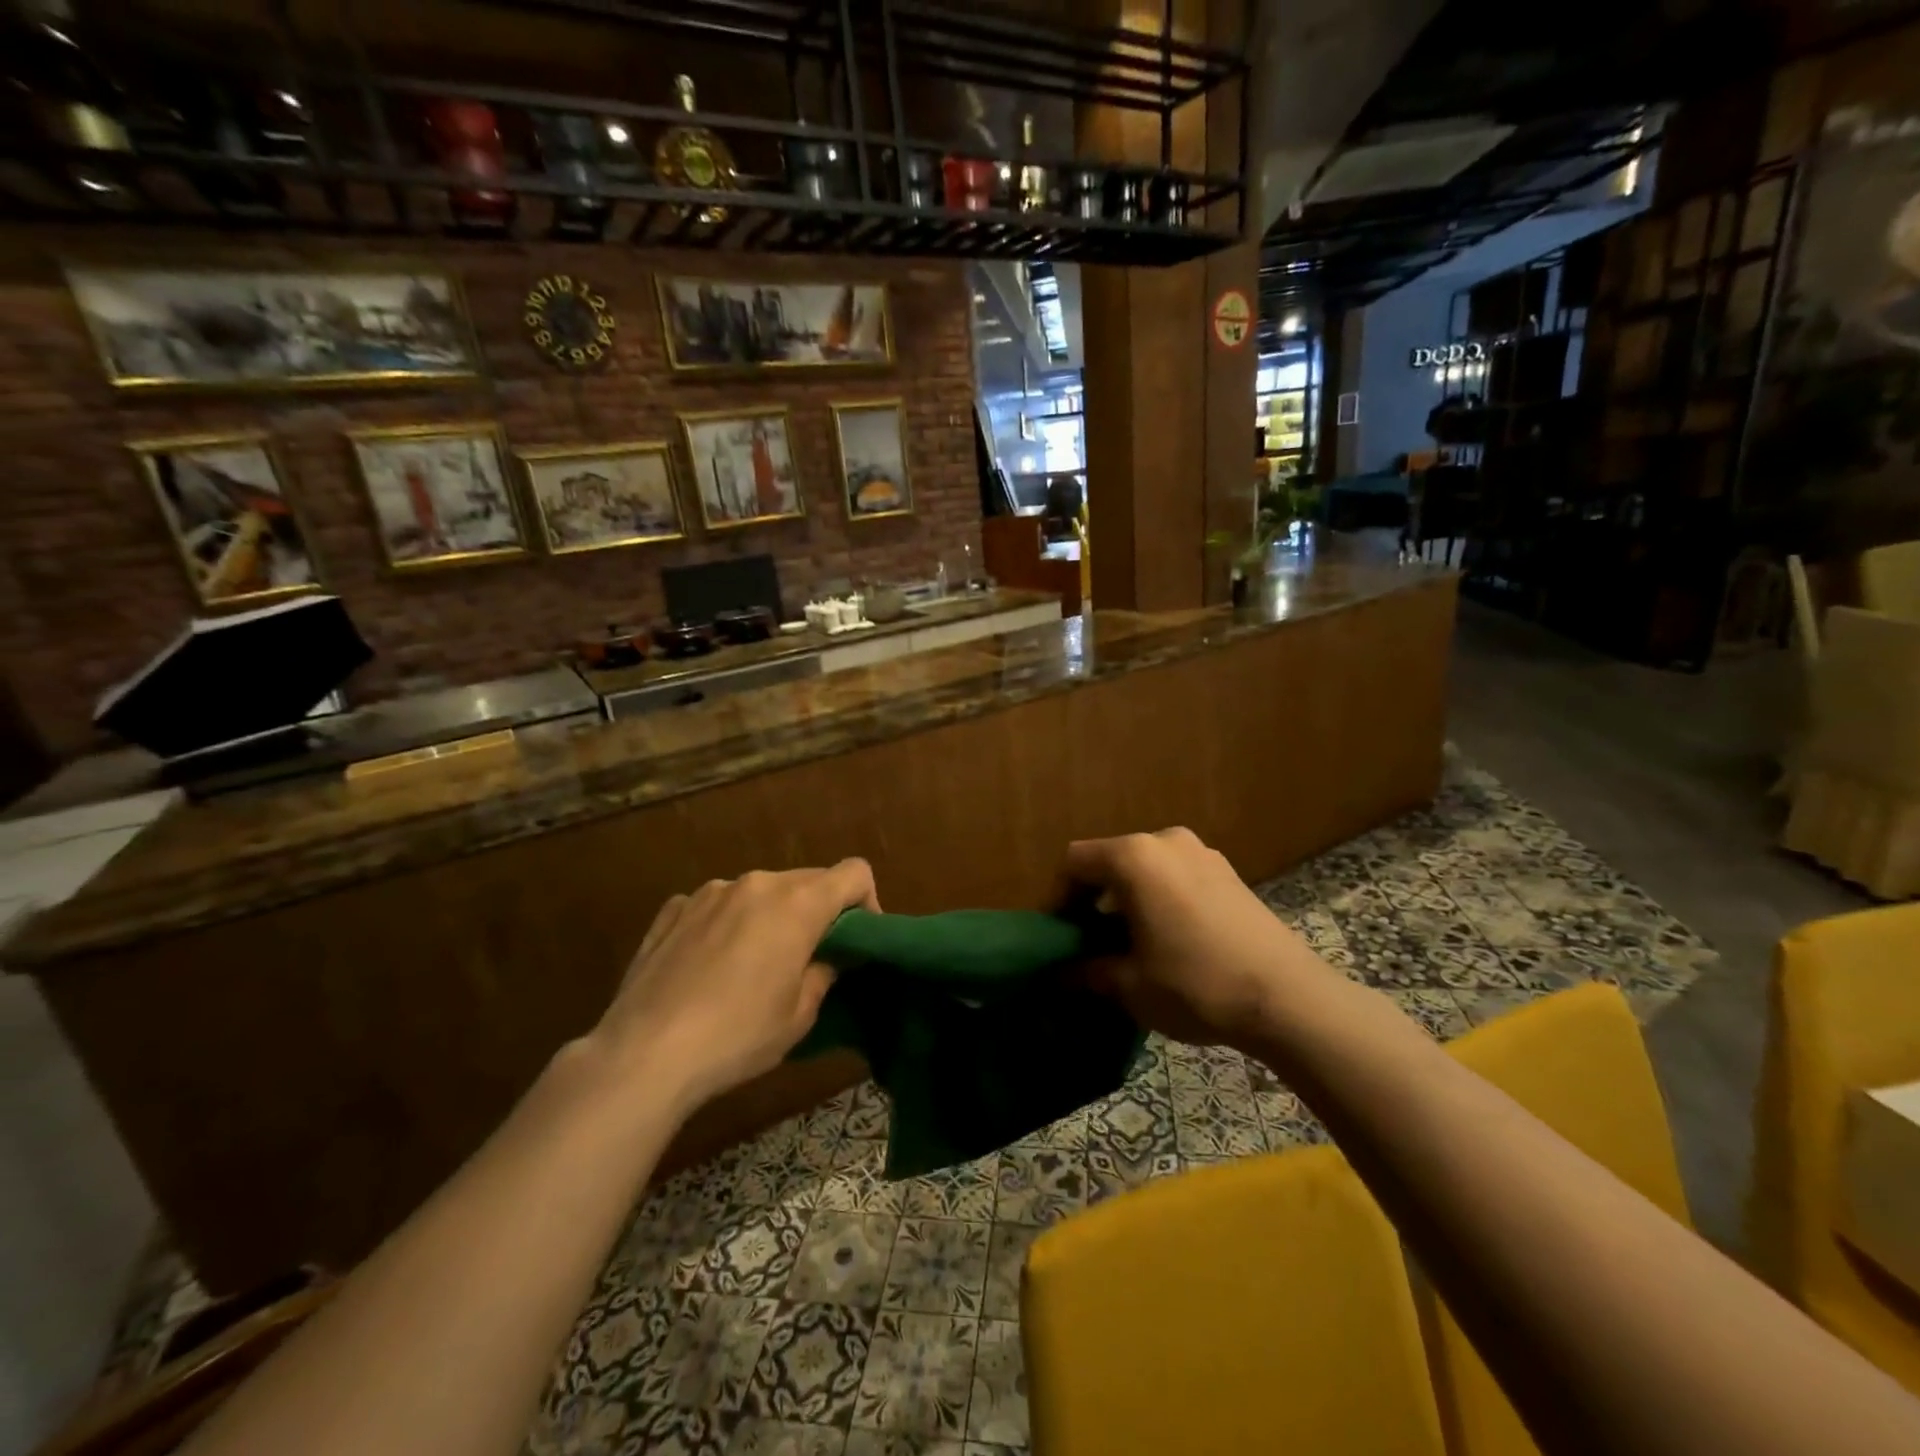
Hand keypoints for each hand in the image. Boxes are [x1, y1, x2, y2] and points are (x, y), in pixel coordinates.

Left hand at [590, 861, 879, 1116]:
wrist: (643, 1054)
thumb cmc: (737, 1035)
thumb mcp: (799, 1015)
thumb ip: (823, 973)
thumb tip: (827, 958)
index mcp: (797, 903)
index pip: (854, 872)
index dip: (866, 901)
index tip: (856, 939)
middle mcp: (756, 883)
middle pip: (807, 880)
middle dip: (817, 911)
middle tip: (808, 958)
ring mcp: (710, 892)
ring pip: (760, 892)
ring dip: (770, 916)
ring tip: (752, 966)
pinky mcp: (673, 909)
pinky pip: (717, 906)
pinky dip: (726, 924)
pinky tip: (708, 966)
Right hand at [1065, 828, 1340, 1051]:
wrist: (1289, 998)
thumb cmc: (1196, 984)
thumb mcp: (1130, 985)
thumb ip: (1087, 971)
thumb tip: (1061, 974)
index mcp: (1134, 857)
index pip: (1075, 862)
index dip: (1058, 897)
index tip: (1059, 935)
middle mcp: (1166, 841)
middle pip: (1111, 861)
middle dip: (1093, 899)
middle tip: (1090, 943)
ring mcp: (1202, 853)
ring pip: (1146, 869)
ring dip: (1128, 899)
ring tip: (1129, 944)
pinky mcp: (1229, 873)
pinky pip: (1176, 876)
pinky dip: (1160, 898)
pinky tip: (1169, 940)